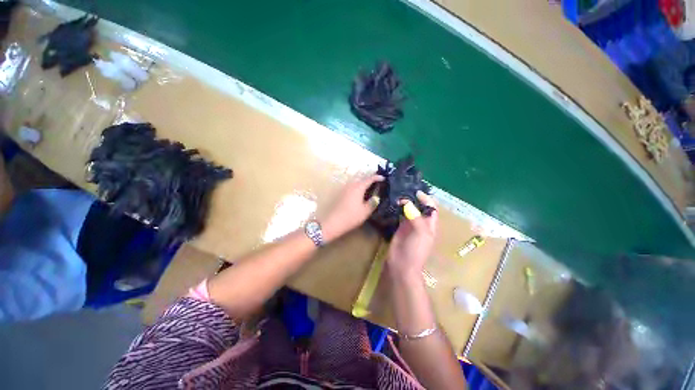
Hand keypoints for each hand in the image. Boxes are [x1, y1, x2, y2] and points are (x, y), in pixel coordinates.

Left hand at [322, 174, 383, 241]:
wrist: (333, 222)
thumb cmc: (351, 216)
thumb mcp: (365, 211)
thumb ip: (373, 203)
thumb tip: (376, 197)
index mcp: (358, 187)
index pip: (369, 179)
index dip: (377, 177)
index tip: (384, 178)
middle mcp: (351, 185)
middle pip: (362, 179)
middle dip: (370, 180)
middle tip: (378, 183)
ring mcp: (345, 189)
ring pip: (356, 183)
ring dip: (364, 184)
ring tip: (371, 189)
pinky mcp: (341, 194)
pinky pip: (352, 187)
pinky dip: (358, 188)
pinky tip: (361, 195)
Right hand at [387, 191, 437, 278]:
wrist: (402, 265)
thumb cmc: (416, 250)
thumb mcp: (421, 233)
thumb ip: (415, 217)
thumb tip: (406, 202)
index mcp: (430, 225)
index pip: (431, 208)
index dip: (426, 199)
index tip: (416, 192)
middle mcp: (420, 223)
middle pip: (419, 207)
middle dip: (414, 199)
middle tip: (403, 190)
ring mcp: (409, 225)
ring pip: (409, 210)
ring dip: (405, 203)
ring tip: (397, 193)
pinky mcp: (399, 228)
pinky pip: (399, 215)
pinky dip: (397, 209)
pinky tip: (392, 203)